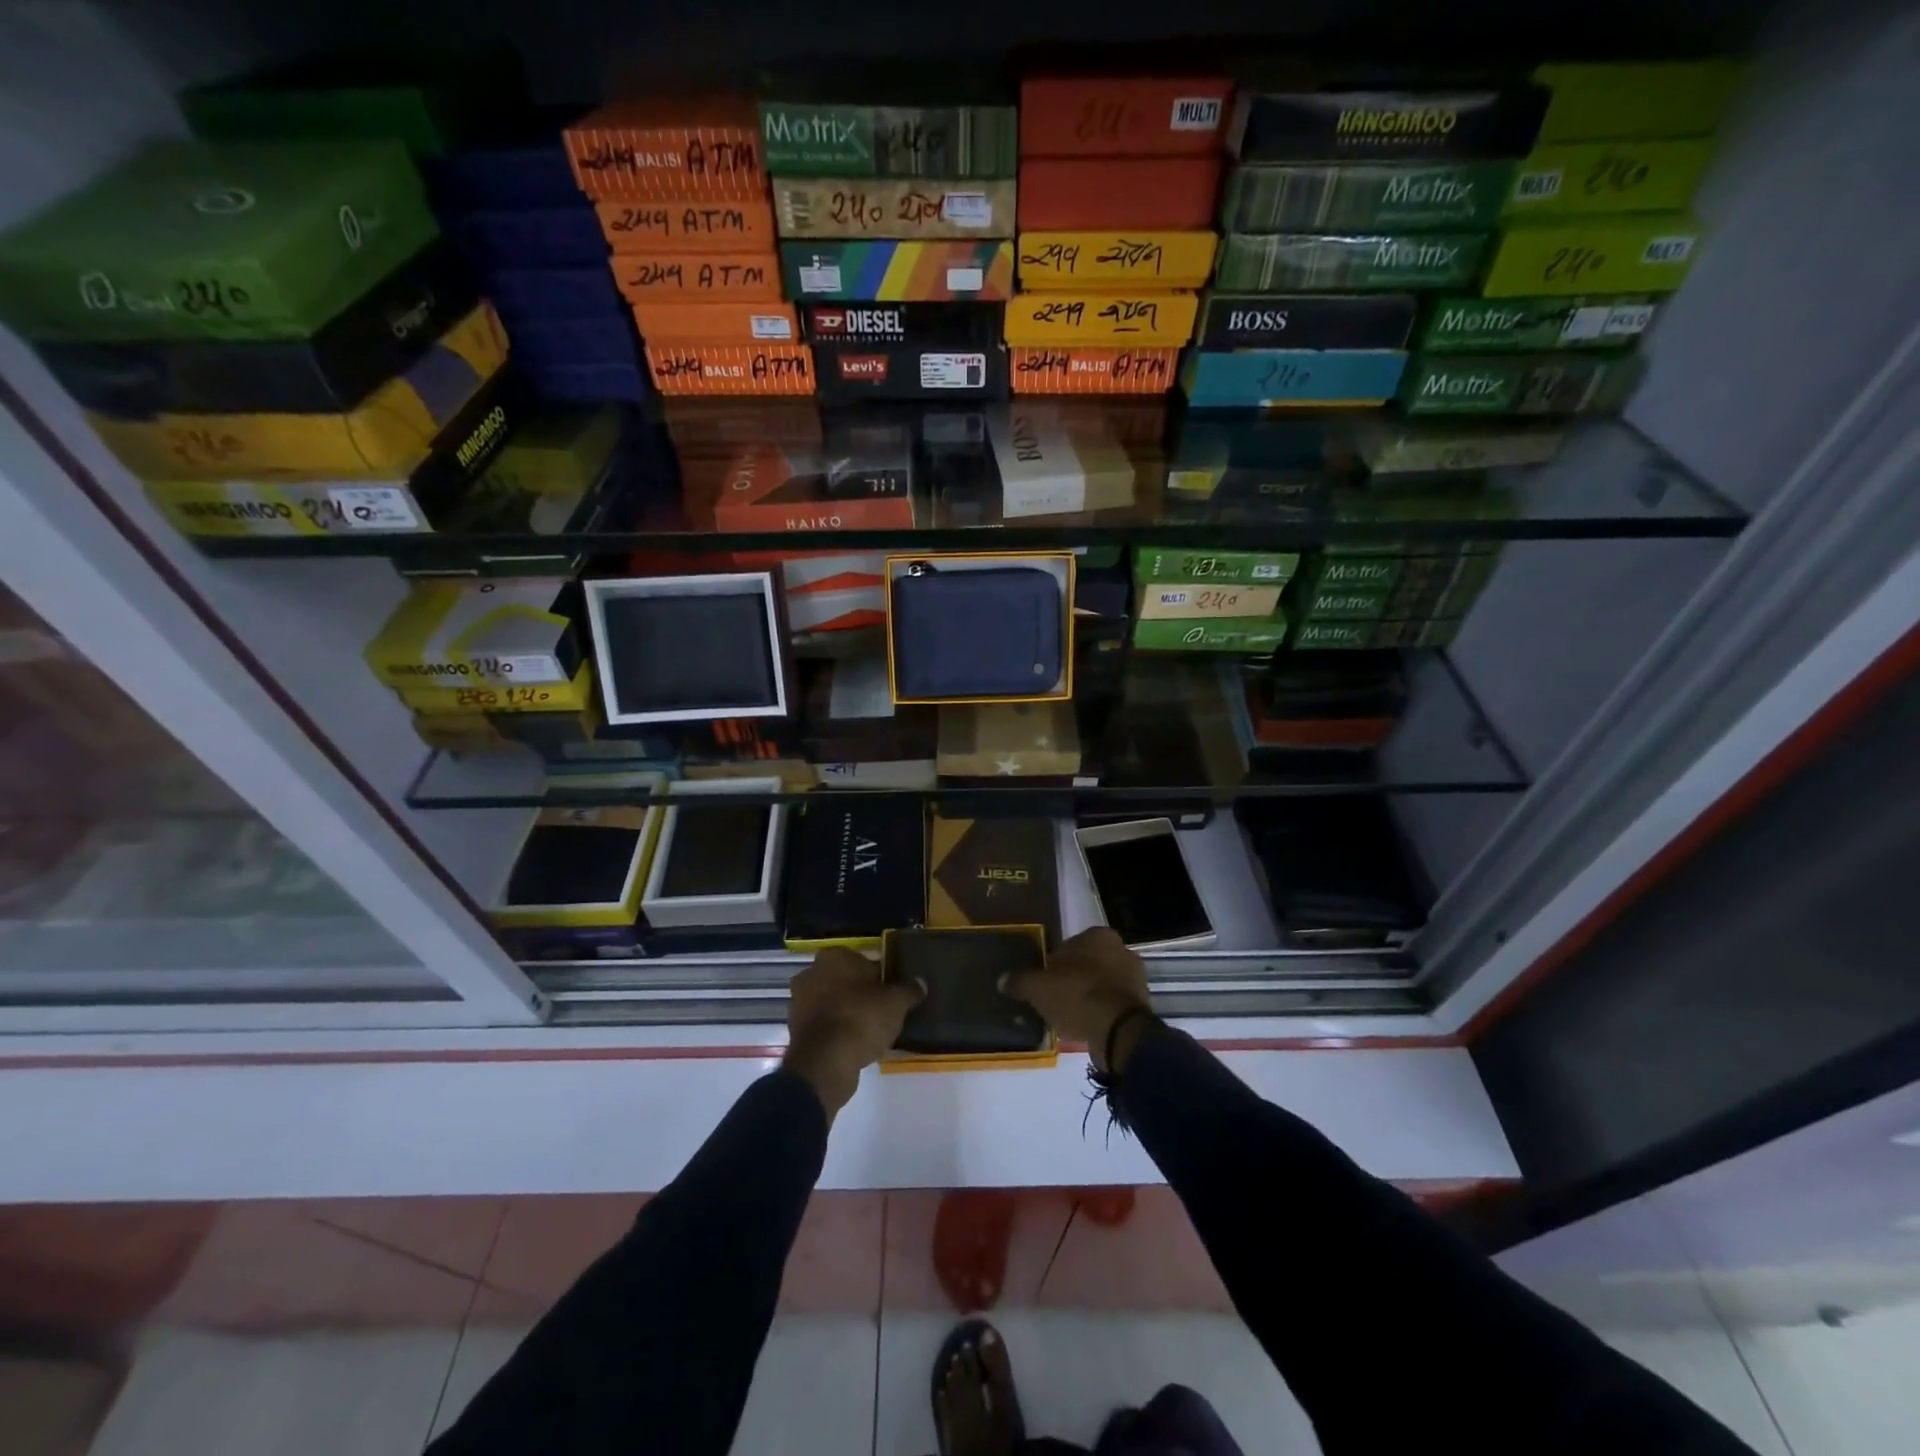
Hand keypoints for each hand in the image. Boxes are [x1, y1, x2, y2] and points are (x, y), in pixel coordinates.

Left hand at [783, 947, 921, 1120]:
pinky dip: (837, 1031)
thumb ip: (909, 990)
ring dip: (848, 1012)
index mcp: (834, 957)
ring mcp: (800, 1001)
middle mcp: (811, 972)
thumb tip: (920, 983)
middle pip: (846, 981)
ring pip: (833, 1002)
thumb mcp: (896, 1003)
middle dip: (861, 994)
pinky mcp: (796, 1029)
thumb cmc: (861, 1019)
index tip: (892, 995)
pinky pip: (824, 1024)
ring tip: (871, 1031)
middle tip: (883, 1012)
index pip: (863, 960)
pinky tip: (855, 1045)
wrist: (825, 1063)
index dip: (880, 977)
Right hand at [1005, 927, 1153, 1072]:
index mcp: (1098, 935)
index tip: (1043, 983)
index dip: (1053, 964)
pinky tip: (1085, 1025)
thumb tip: (1003, 980)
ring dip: (1087, 996)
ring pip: (1101, 984)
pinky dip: (1099, 1012)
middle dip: (1072, 979)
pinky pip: (1112, 1004)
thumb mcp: (1038, 987)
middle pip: (1087, 964)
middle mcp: (1121, 949)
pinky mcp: (1141, 1004)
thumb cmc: (1077, 995)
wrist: (1118, 1031)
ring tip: (1068, 1016)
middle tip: (1054, 999)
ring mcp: (1135, 977)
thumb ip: (1020, 981)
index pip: (1069, 945)